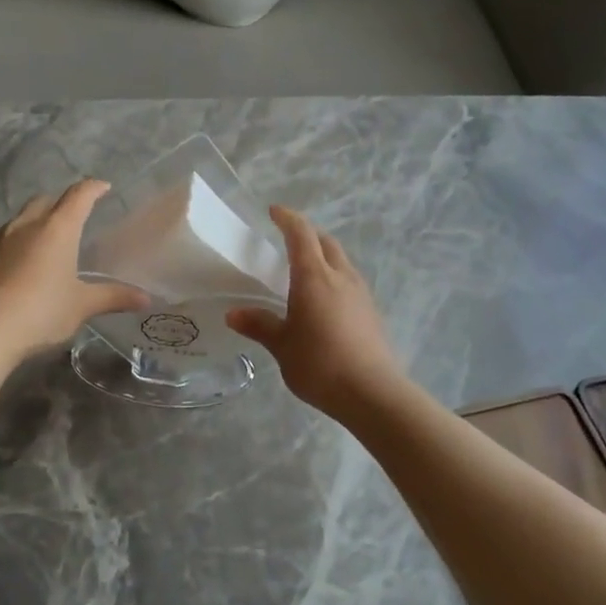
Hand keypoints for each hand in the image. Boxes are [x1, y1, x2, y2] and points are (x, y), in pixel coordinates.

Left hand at [0, 180, 148, 362]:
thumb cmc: (42, 311)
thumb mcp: (82, 306)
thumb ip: (113, 297)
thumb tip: (145, 298)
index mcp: (57, 229)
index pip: (79, 196)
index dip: (93, 189)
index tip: (104, 187)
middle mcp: (26, 226)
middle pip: (45, 201)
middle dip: (61, 203)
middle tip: (74, 216)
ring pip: (21, 219)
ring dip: (36, 223)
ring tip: (48, 242)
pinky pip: (4, 242)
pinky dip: (18, 245)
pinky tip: (22, 267)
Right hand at [226, 207, 405, 420]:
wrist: (372, 392)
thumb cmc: (320, 364)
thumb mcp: (282, 346)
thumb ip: (260, 325)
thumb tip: (233, 314)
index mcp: (314, 277)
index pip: (301, 234)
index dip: (287, 218)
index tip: (273, 212)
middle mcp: (341, 276)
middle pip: (326, 242)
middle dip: (307, 234)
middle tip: (287, 240)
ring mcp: (361, 293)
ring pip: (341, 261)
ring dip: (323, 256)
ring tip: (304, 270)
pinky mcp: (371, 311)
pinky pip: (349, 281)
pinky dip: (334, 277)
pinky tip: (324, 300)